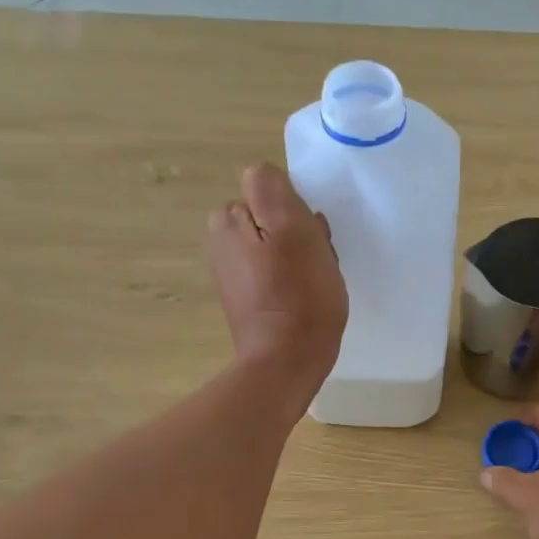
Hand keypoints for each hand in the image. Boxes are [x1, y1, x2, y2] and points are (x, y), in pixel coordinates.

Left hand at [207, 163, 347, 410]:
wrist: (287, 363)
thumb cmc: (298, 296)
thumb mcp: (292, 230)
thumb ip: (272, 190)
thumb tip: (263, 176)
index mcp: (228, 221)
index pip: (271, 192)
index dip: (297, 212)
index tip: (311, 238)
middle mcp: (221, 243)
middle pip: (274, 221)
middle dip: (298, 235)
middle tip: (317, 262)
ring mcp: (233, 275)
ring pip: (279, 248)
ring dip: (301, 259)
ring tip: (315, 283)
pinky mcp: (247, 301)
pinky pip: (276, 276)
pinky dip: (293, 283)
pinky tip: (306, 301)